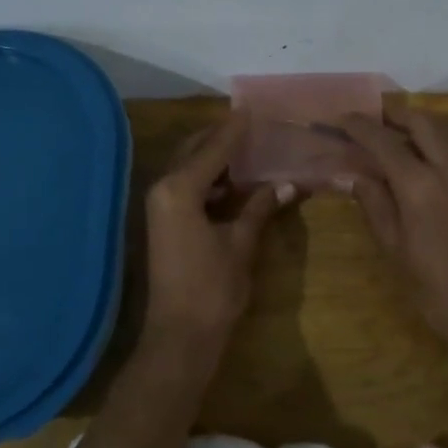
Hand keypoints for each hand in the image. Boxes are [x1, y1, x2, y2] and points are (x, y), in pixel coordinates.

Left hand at [144, 112, 295, 345]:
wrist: (179, 337)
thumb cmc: (212, 289)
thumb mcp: (241, 244)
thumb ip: (259, 208)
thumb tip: (287, 183)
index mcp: (179, 189)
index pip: (213, 148)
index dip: (235, 129)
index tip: (253, 109)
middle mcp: (163, 189)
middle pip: (193, 150)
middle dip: (221, 137)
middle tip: (251, 126)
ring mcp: (160, 206)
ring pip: (188, 167)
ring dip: (214, 157)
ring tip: (247, 148)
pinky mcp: (164, 222)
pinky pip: (186, 186)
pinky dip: (208, 178)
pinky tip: (234, 181)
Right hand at [336, 104, 447, 348]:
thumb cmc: (441, 291)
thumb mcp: (397, 250)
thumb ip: (375, 204)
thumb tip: (352, 175)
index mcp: (421, 184)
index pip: (383, 140)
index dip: (360, 126)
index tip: (342, 119)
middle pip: (421, 122)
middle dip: (394, 116)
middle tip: (373, 120)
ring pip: (445, 135)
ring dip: (419, 130)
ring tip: (396, 141)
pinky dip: (439, 149)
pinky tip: (427, 167)